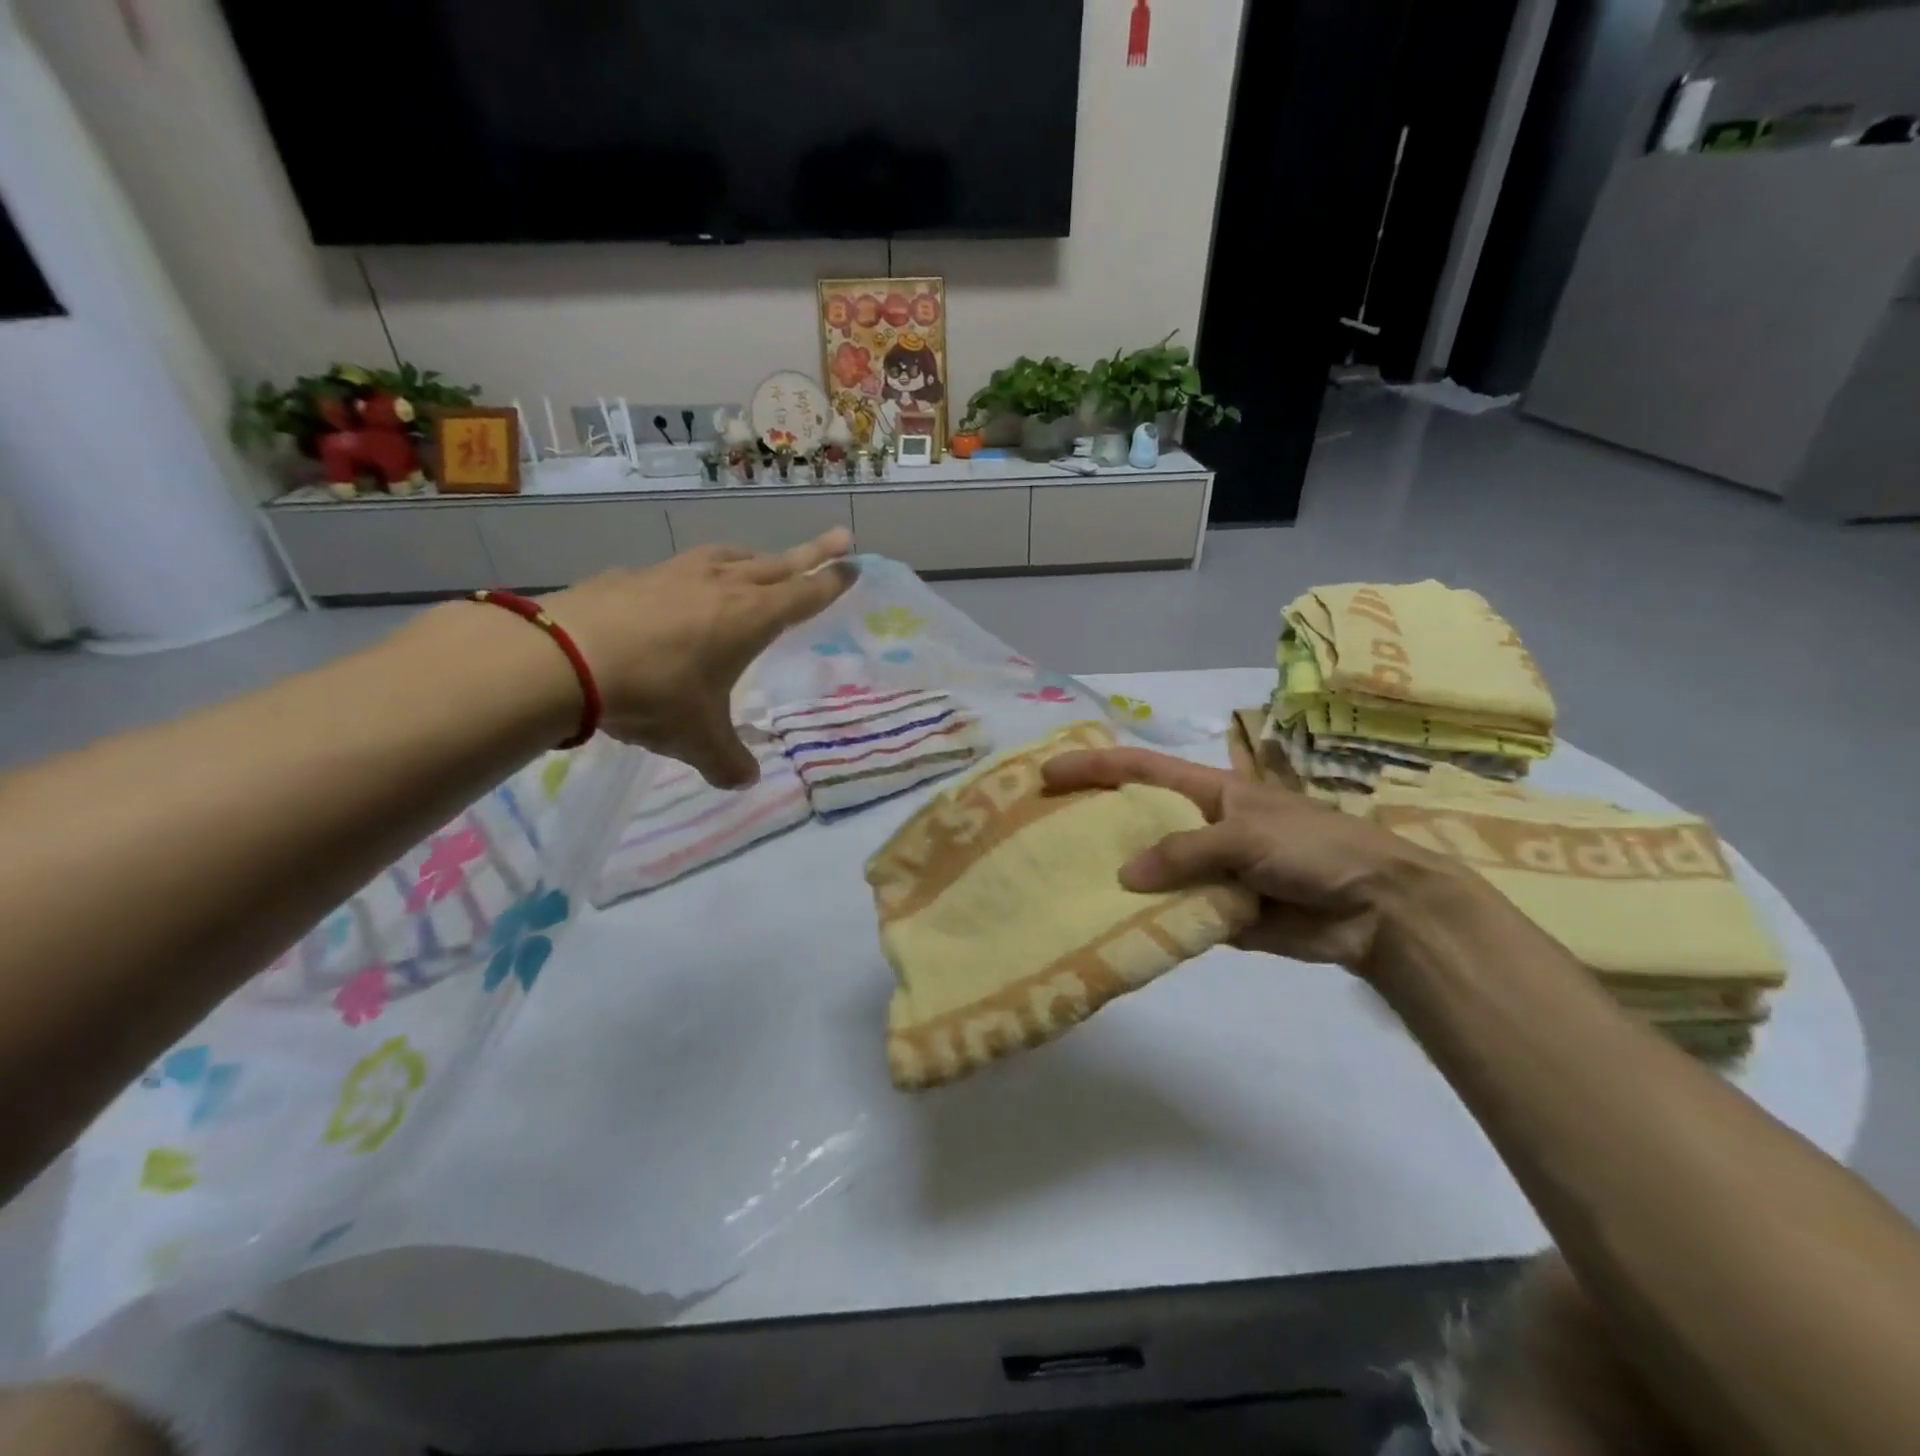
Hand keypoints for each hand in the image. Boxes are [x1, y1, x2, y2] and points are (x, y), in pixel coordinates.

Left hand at [542, 529, 854, 786]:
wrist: (562, 658)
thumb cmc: (653, 694)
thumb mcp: (698, 740)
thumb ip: (727, 761)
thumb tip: (744, 781)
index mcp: (750, 618)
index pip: (804, 594)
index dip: (831, 582)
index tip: (853, 564)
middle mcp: (719, 587)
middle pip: (777, 564)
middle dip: (811, 553)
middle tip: (839, 537)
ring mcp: (674, 575)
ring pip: (727, 557)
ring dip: (752, 557)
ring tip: (760, 560)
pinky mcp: (633, 576)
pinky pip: (678, 570)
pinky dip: (694, 575)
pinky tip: (680, 589)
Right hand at [1041, 747, 1480, 977]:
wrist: (1376, 908)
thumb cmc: (1314, 848)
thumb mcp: (1249, 834)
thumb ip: (1186, 851)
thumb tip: (1125, 876)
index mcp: (1205, 791)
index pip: (1138, 769)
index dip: (1092, 767)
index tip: (1047, 776)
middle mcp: (1197, 827)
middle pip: (1133, 821)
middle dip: (1090, 825)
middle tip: (1039, 838)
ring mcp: (1204, 871)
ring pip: (1147, 872)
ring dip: (1112, 880)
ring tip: (1061, 890)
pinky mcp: (1214, 912)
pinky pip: (1169, 913)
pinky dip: (1144, 921)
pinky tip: (1108, 930)